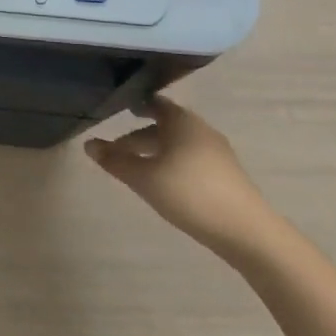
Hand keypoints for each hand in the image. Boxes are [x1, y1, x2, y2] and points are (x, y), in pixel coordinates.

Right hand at [84, 98, 283, 260]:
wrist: (246, 232)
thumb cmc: (189, 193)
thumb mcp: (143, 177)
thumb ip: (115, 160)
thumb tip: (88, 144)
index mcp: (182, 121)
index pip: (154, 103)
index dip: (135, 106)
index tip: (118, 111)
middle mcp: (201, 130)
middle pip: (164, 126)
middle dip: (139, 136)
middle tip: (116, 149)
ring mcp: (217, 153)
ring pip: (177, 144)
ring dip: (155, 152)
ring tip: (136, 169)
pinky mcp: (226, 175)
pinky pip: (191, 159)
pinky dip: (172, 163)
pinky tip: (163, 183)